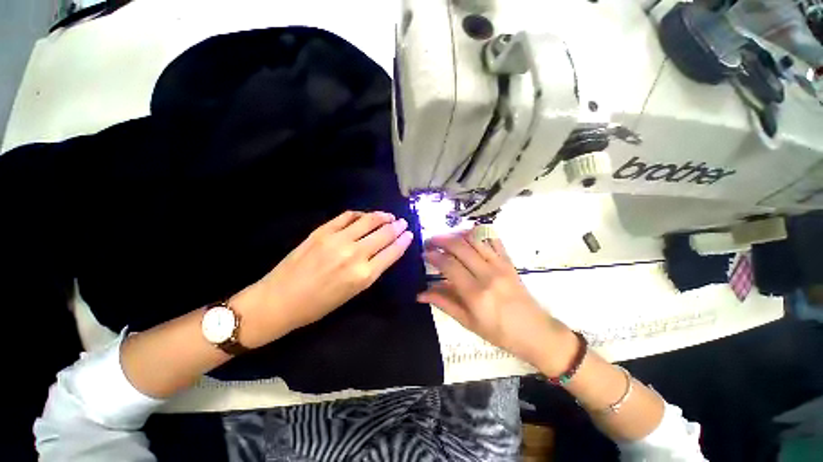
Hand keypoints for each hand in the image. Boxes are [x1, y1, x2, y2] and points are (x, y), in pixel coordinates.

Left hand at [232, 211, 413, 347]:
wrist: (279, 300)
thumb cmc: (318, 305)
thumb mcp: (352, 294)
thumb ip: (370, 271)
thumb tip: (383, 253)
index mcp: (364, 276)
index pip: (392, 252)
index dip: (403, 241)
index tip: (409, 234)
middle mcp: (354, 255)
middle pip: (384, 234)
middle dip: (397, 227)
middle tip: (403, 222)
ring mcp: (337, 240)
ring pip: (368, 221)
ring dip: (382, 217)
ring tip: (389, 216)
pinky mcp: (322, 231)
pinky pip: (347, 216)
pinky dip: (360, 214)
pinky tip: (365, 216)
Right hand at [419, 231, 573, 371]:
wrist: (536, 332)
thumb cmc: (499, 333)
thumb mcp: (468, 322)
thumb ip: (444, 303)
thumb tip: (419, 294)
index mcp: (475, 293)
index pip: (449, 265)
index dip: (433, 255)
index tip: (424, 253)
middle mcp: (487, 274)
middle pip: (459, 246)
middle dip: (441, 240)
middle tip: (430, 242)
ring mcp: (500, 265)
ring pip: (475, 239)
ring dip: (457, 234)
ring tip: (445, 238)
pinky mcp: (509, 261)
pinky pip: (493, 239)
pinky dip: (479, 233)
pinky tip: (468, 235)